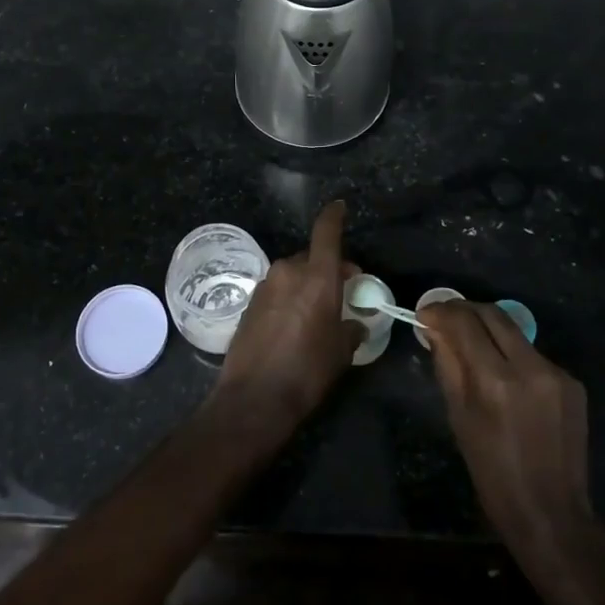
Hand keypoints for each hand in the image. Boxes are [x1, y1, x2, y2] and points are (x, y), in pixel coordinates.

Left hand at [213, 201, 360, 436]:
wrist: (254, 398)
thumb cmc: (307, 371)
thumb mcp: (341, 352)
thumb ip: (351, 329)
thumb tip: (354, 323)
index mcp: (316, 276)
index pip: (326, 232)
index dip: (334, 216)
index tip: (340, 207)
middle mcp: (288, 272)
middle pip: (311, 256)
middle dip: (327, 267)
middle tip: (341, 290)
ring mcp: (265, 286)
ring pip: (292, 274)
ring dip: (305, 284)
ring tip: (316, 312)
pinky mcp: (249, 303)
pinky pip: (277, 291)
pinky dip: (288, 298)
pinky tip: (292, 325)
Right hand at [419, 300, 597, 564]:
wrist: (551, 514)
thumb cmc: (492, 473)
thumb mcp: (459, 418)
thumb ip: (448, 365)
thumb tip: (434, 328)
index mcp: (497, 381)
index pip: (466, 323)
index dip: (442, 311)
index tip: (425, 313)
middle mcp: (531, 368)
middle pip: (494, 314)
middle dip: (465, 310)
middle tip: (445, 318)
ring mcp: (557, 373)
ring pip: (515, 332)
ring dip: (489, 330)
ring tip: (470, 344)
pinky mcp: (573, 383)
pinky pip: (534, 355)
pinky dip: (512, 355)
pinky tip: (504, 375)